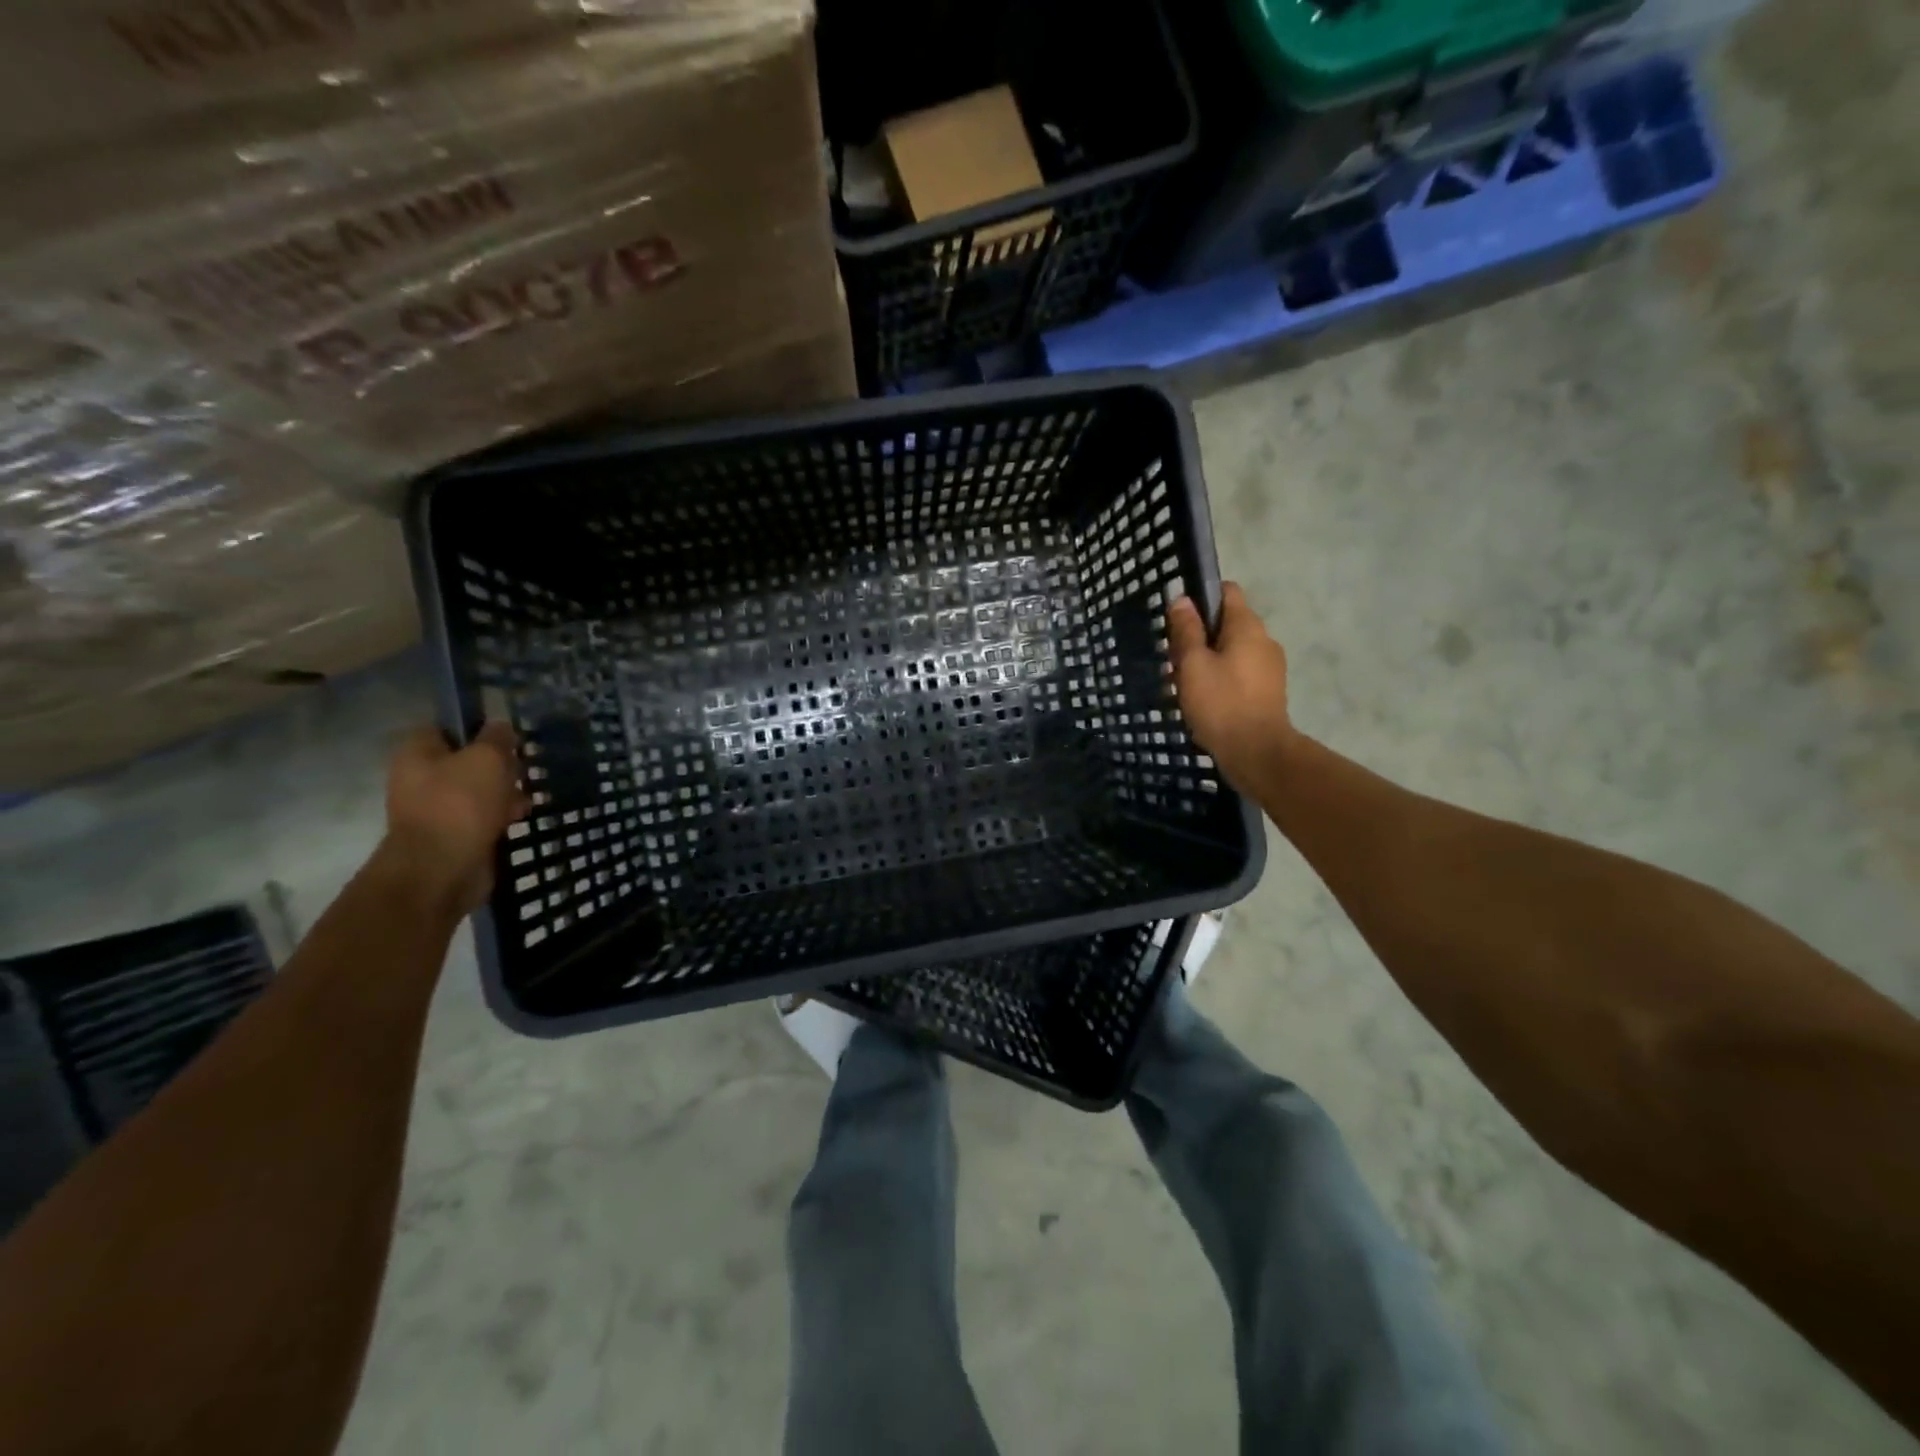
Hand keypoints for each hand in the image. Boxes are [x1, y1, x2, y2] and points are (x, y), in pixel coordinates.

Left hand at [382, 723, 530, 913]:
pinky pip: (481, 816)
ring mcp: (434, 808)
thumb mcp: (487, 758)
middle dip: (498, 764)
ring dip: (504, 791)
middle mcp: (419, 777)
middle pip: (466, 760)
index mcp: (417, 752)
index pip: (447, 726)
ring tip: (526, 796)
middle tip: (521, 768)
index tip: (507, 736)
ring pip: (478, 789)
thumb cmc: (461, 803)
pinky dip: (500, 815)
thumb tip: (501, 726)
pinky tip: (519, 816)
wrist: (442, 869)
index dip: (479, 727)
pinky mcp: (452, 834)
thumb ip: (497, 737)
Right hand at [1168, 583, 1296, 797]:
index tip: (1179, 620)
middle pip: (1227, 623)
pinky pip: (1239, 672)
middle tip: (1173, 659)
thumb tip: (1182, 599)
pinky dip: (1221, 678)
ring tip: (1184, 683)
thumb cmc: (1220, 703)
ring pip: (1232, 650)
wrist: (1256, 753)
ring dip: (1208, 660)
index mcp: (1247, 627)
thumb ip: (1187, 630)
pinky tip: (1203, 700)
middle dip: (1199, 635)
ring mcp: (1270, 667)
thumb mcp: (1193, 664)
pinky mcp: (1268, 691)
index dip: (1201, 598)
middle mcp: (1264, 640)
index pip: (1227, 592)